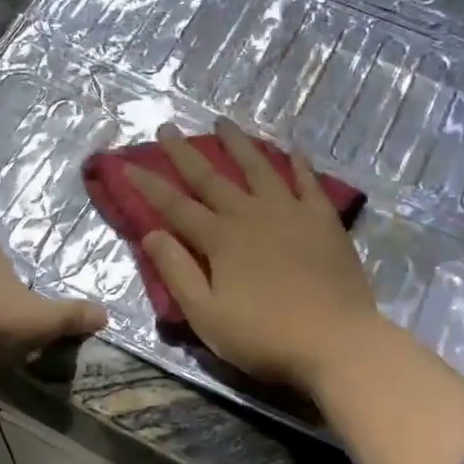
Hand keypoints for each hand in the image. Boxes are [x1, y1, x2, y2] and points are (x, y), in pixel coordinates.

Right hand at [124, 119, 383, 388]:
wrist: (337, 341)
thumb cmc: (265, 336)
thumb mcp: (207, 315)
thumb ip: (177, 272)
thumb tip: (151, 233)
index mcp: (220, 239)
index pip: (175, 205)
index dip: (148, 185)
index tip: (127, 164)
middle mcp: (250, 214)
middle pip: (210, 177)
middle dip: (184, 153)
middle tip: (167, 127)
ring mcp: (290, 211)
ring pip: (258, 167)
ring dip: (237, 143)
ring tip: (222, 122)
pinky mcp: (323, 219)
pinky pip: (307, 181)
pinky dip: (297, 163)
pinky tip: (291, 148)